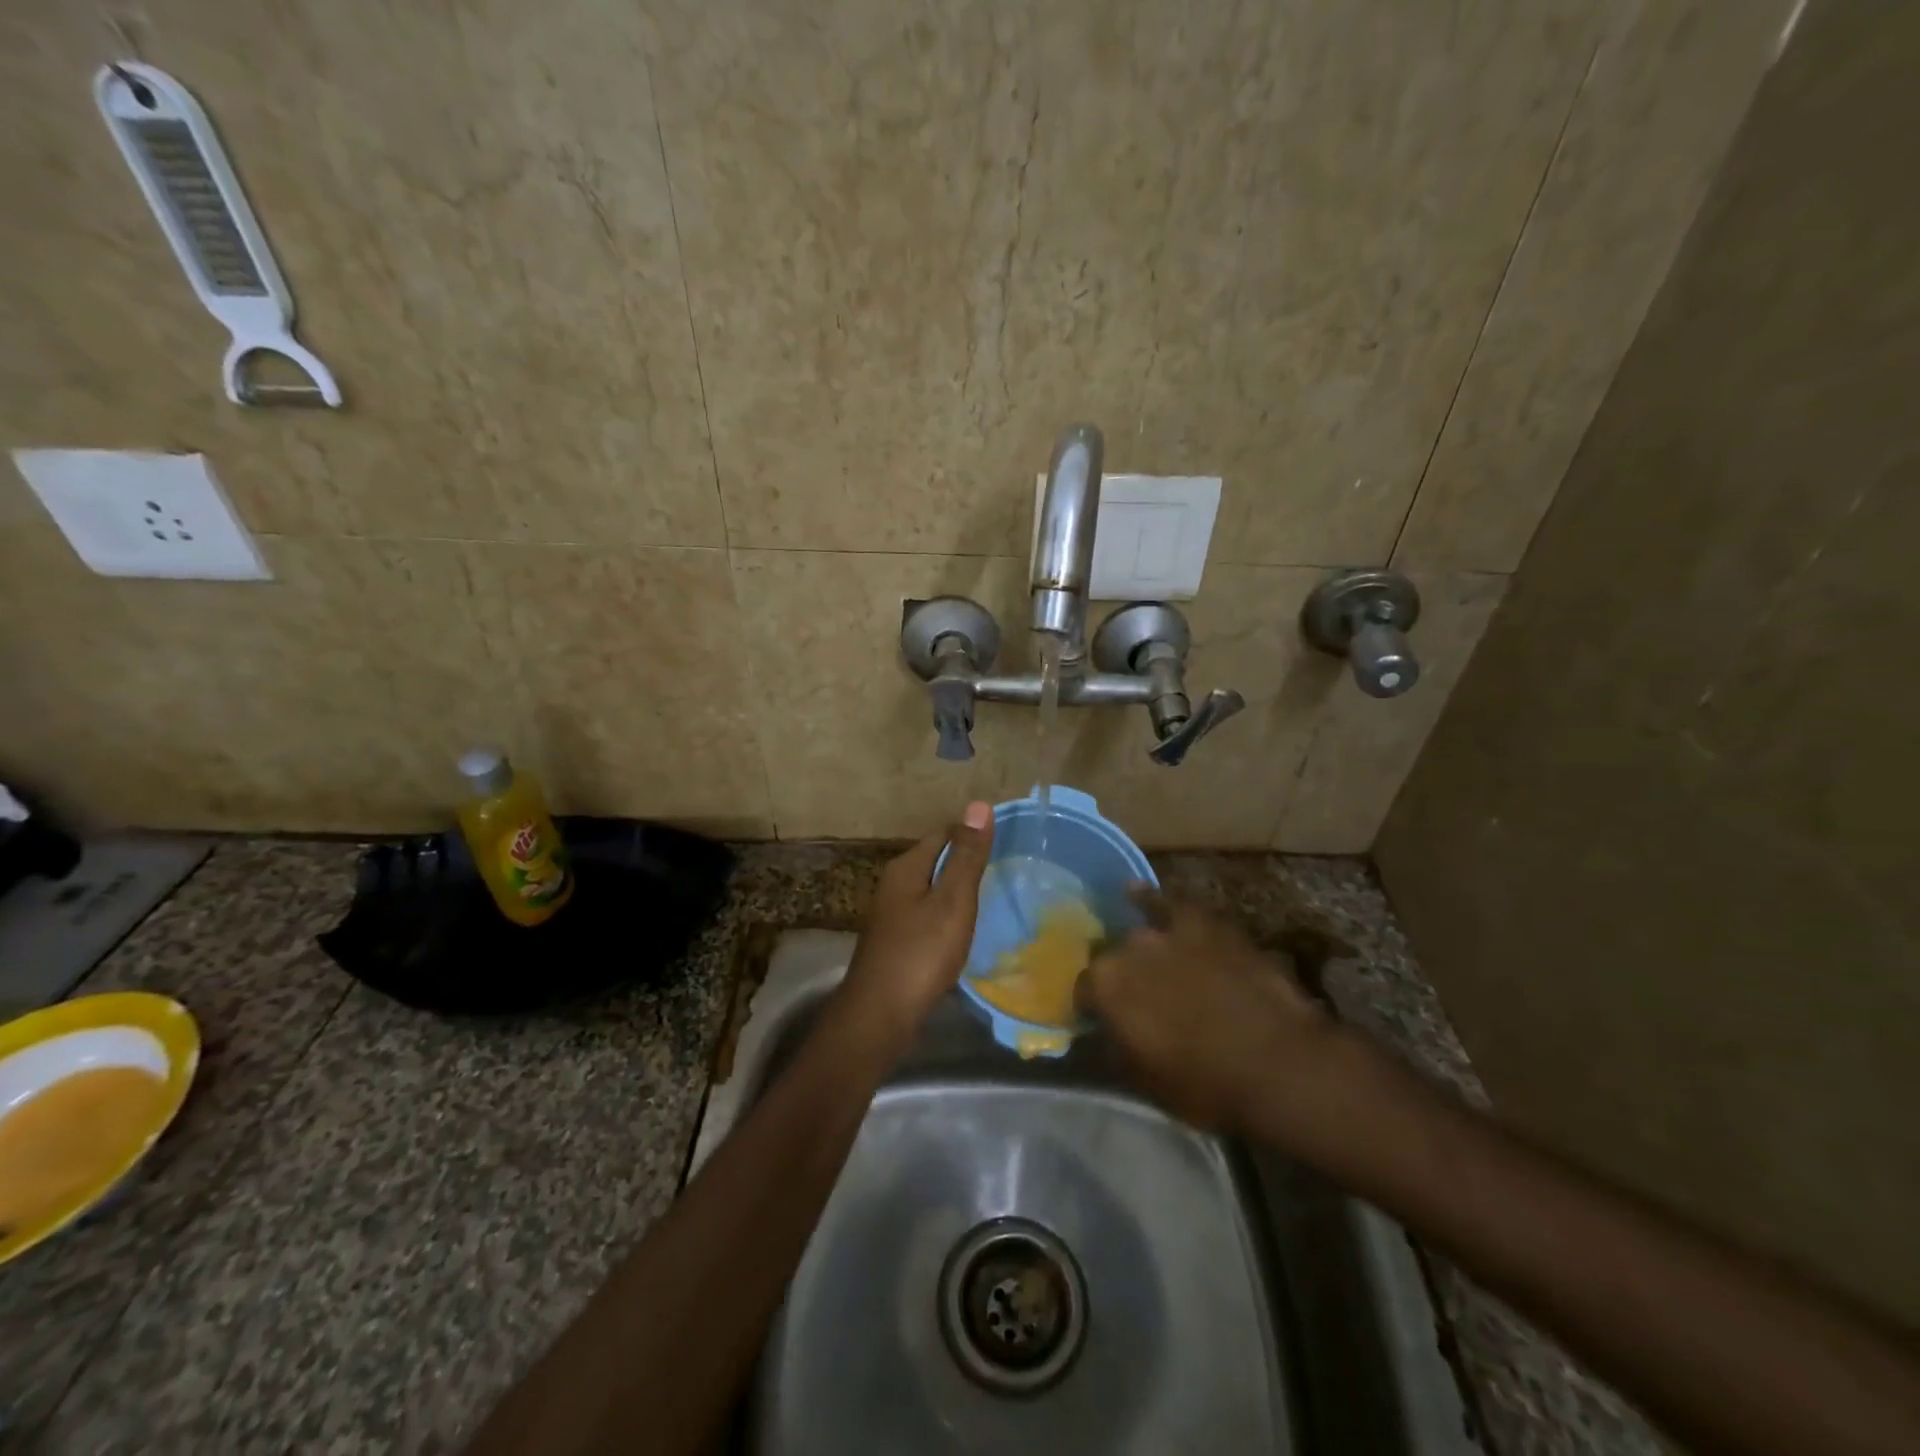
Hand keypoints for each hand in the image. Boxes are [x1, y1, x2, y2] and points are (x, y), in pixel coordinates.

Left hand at [836, 802, 994, 1045]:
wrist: (880, 1015)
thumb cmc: (920, 953)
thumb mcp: (952, 901)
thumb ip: (967, 856)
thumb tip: (978, 805)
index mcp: (906, 867)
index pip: (943, 834)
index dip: (972, 834)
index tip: (1006, 843)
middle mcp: (894, 884)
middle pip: (936, 859)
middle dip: (966, 861)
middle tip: (1006, 870)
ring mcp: (892, 914)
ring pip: (932, 889)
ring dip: (958, 890)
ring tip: (993, 897)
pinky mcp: (897, 940)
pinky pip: (928, 914)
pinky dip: (948, 915)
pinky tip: (965, 930)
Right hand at [1081, 888, 1353, 1138]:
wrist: (1277, 1063)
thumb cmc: (1206, 1083)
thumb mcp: (1146, 1081)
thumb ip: (1116, 1047)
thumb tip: (1105, 1032)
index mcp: (1105, 987)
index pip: (1083, 991)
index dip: (1092, 1007)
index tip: (1101, 1021)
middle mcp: (1127, 948)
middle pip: (1112, 958)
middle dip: (1119, 976)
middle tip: (1135, 999)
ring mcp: (1166, 930)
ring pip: (1140, 933)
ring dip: (1140, 949)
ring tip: (1144, 958)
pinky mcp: (1204, 922)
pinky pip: (1170, 903)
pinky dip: (1153, 899)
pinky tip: (1138, 892)